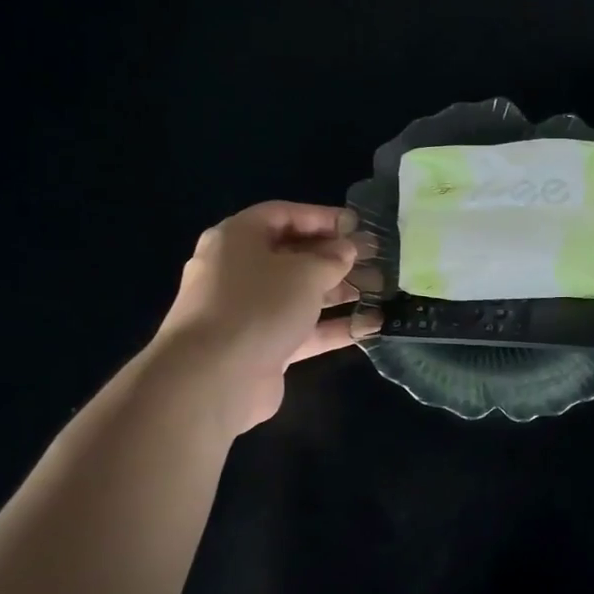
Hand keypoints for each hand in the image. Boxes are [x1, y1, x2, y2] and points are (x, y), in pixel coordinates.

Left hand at [156, 201, 360, 434]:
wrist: (213, 378)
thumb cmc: (258, 305)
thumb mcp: (304, 272)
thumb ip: (332, 258)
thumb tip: (346, 251)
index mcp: (237, 238)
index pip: (283, 215)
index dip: (322, 217)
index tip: (358, 226)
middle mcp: (238, 270)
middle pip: (293, 255)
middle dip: (335, 257)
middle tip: (375, 259)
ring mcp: (248, 311)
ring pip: (300, 294)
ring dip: (339, 291)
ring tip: (380, 290)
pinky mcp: (261, 347)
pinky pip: (302, 329)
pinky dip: (333, 326)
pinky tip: (371, 326)